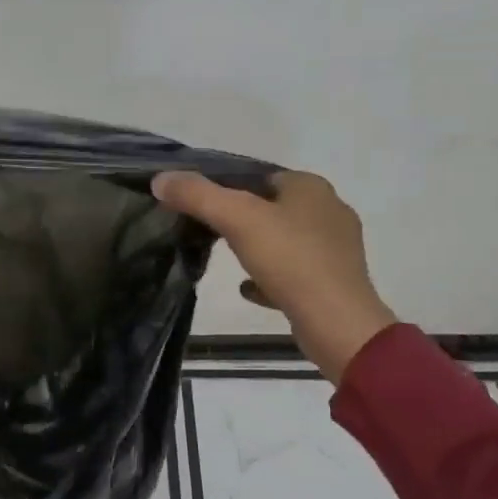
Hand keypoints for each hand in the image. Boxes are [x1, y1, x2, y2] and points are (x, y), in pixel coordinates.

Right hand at [153, 169, 394, 382]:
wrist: (336, 323)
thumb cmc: (290, 260)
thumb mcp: (236, 219)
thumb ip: (196, 195)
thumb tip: (160, 179)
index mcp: (311, 187)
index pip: (261, 175)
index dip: (228, 185)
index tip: (199, 202)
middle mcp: (329, 211)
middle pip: (272, 207)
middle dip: (242, 217)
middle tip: (209, 230)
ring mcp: (336, 248)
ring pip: (284, 240)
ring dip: (257, 247)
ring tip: (228, 259)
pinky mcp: (334, 282)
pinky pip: (294, 273)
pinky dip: (270, 277)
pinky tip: (247, 289)